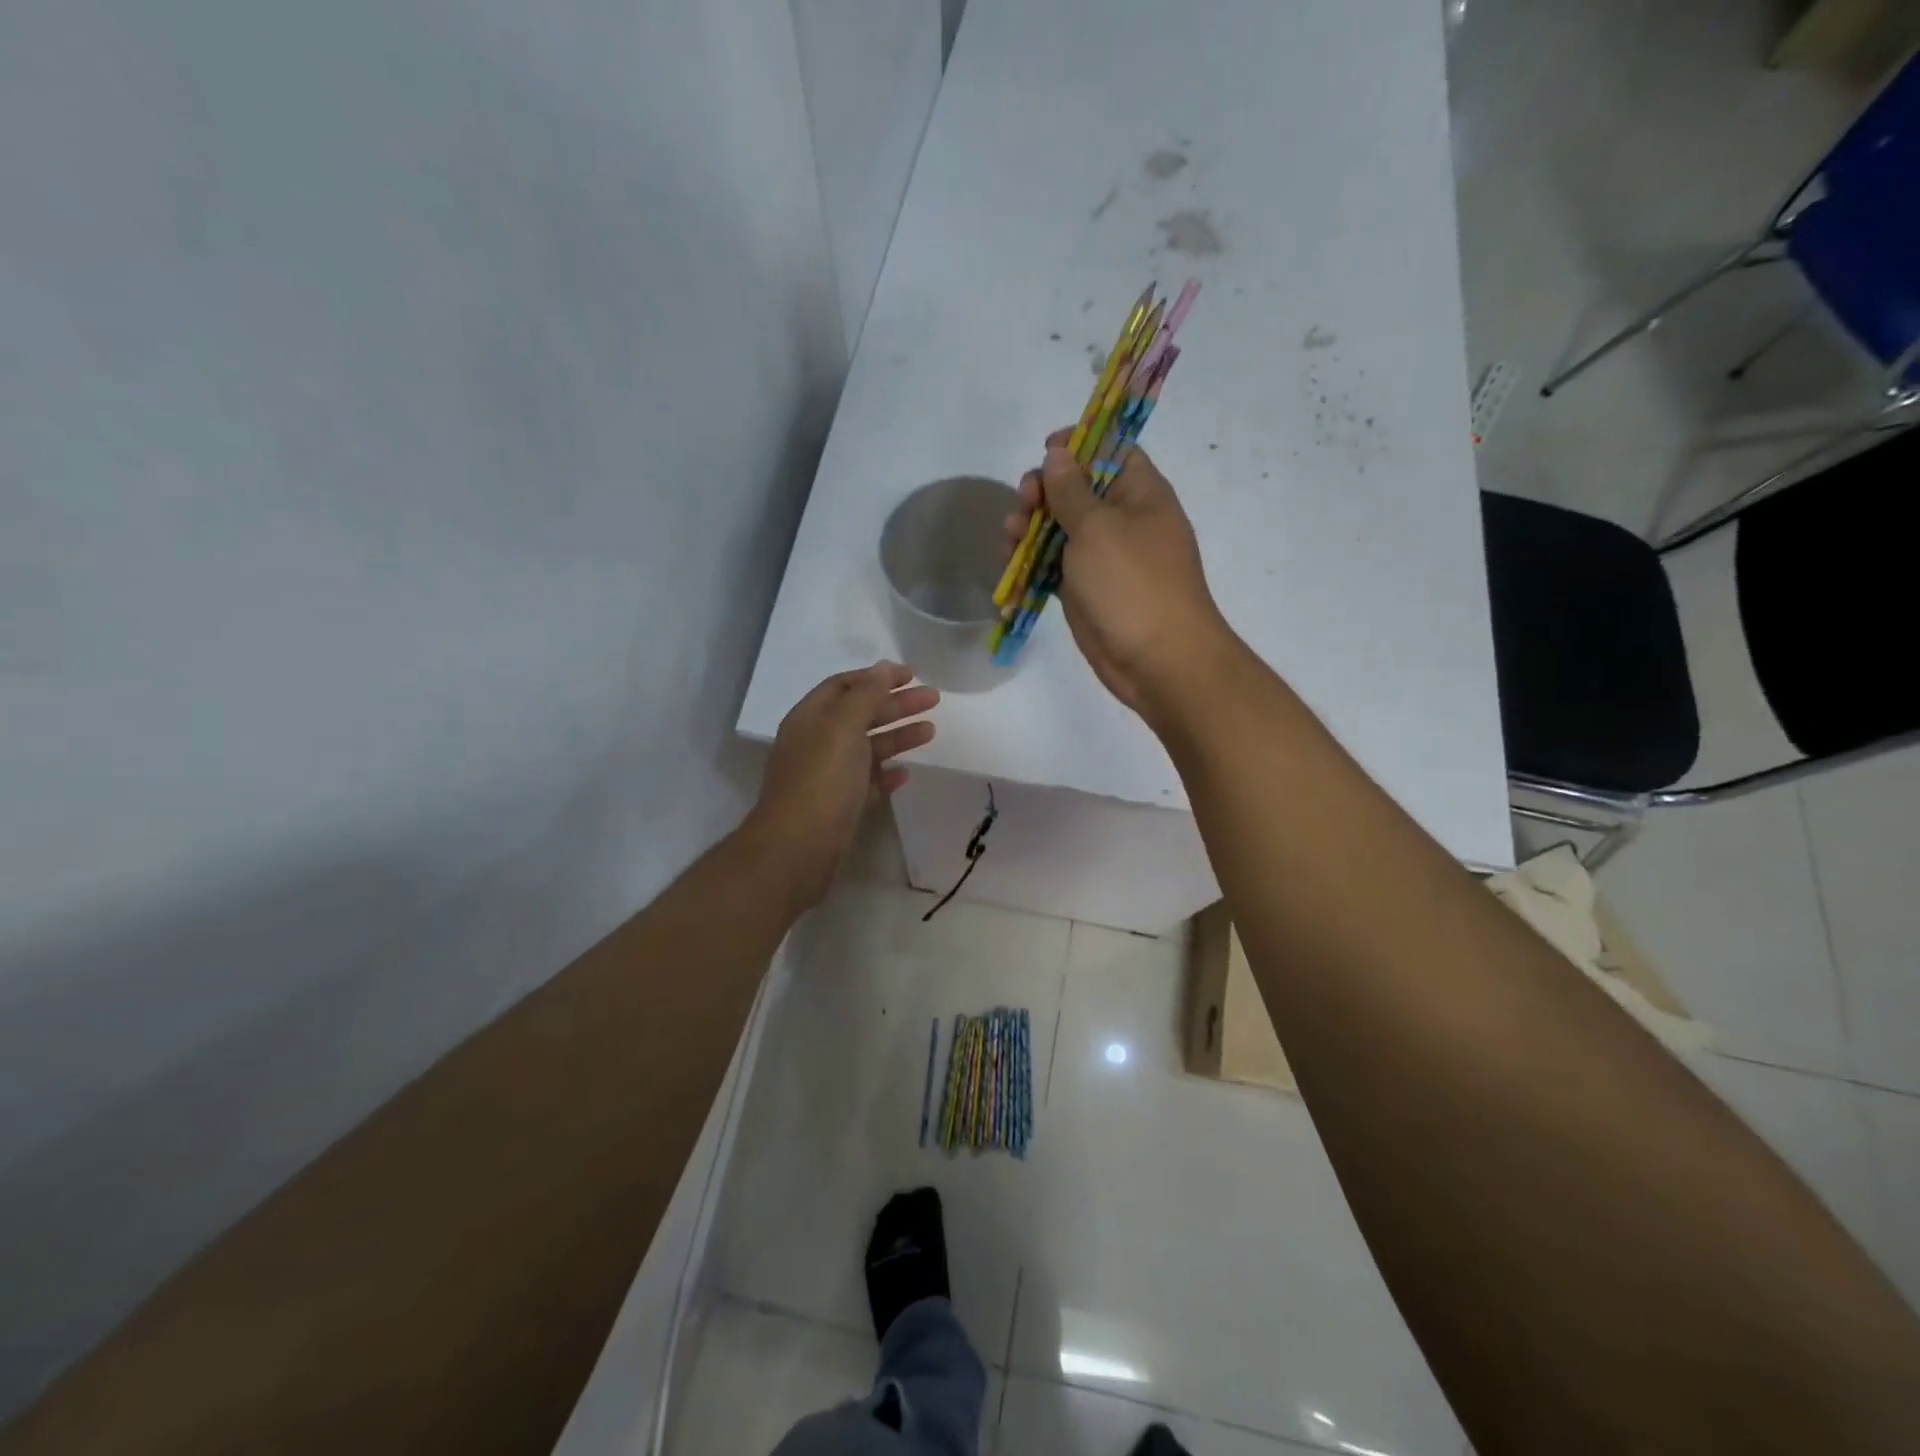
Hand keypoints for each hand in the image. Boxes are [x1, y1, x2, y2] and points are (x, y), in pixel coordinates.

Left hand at [742, 662, 937, 907]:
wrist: (799, 848)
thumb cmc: (822, 780)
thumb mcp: (844, 727)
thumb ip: (866, 695)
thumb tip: (884, 667)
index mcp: (811, 718)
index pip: (844, 686)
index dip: (877, 677)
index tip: (911, 675)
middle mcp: (816, 743)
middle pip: (860, 714)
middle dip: (895, 704)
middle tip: (933, 699)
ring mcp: (827, 776)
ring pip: (867, 748)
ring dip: (897, 736)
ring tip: (930, 732)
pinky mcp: (839, 806)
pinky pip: (867, 782)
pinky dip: (886, 774)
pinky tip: (906, 773)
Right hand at [1005, 429, 1233, 721]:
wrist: (1158, 660)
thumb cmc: (1132, 584)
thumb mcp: (1098, 528)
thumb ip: (1071, 490)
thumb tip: (1058, 453)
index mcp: (1140, 493)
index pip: (1112, 450)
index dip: (1079, 444)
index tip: (1045, 449)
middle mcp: (1123, 520)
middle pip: (1077, 490)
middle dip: (1044, 491)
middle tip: (1024, 503)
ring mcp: (1104, 559)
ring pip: (1060, 530)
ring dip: (1030, 528)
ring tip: (1009, 537)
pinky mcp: (1087, 591)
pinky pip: (1054, 567)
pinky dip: (1032, 563)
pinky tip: (1008, 563)